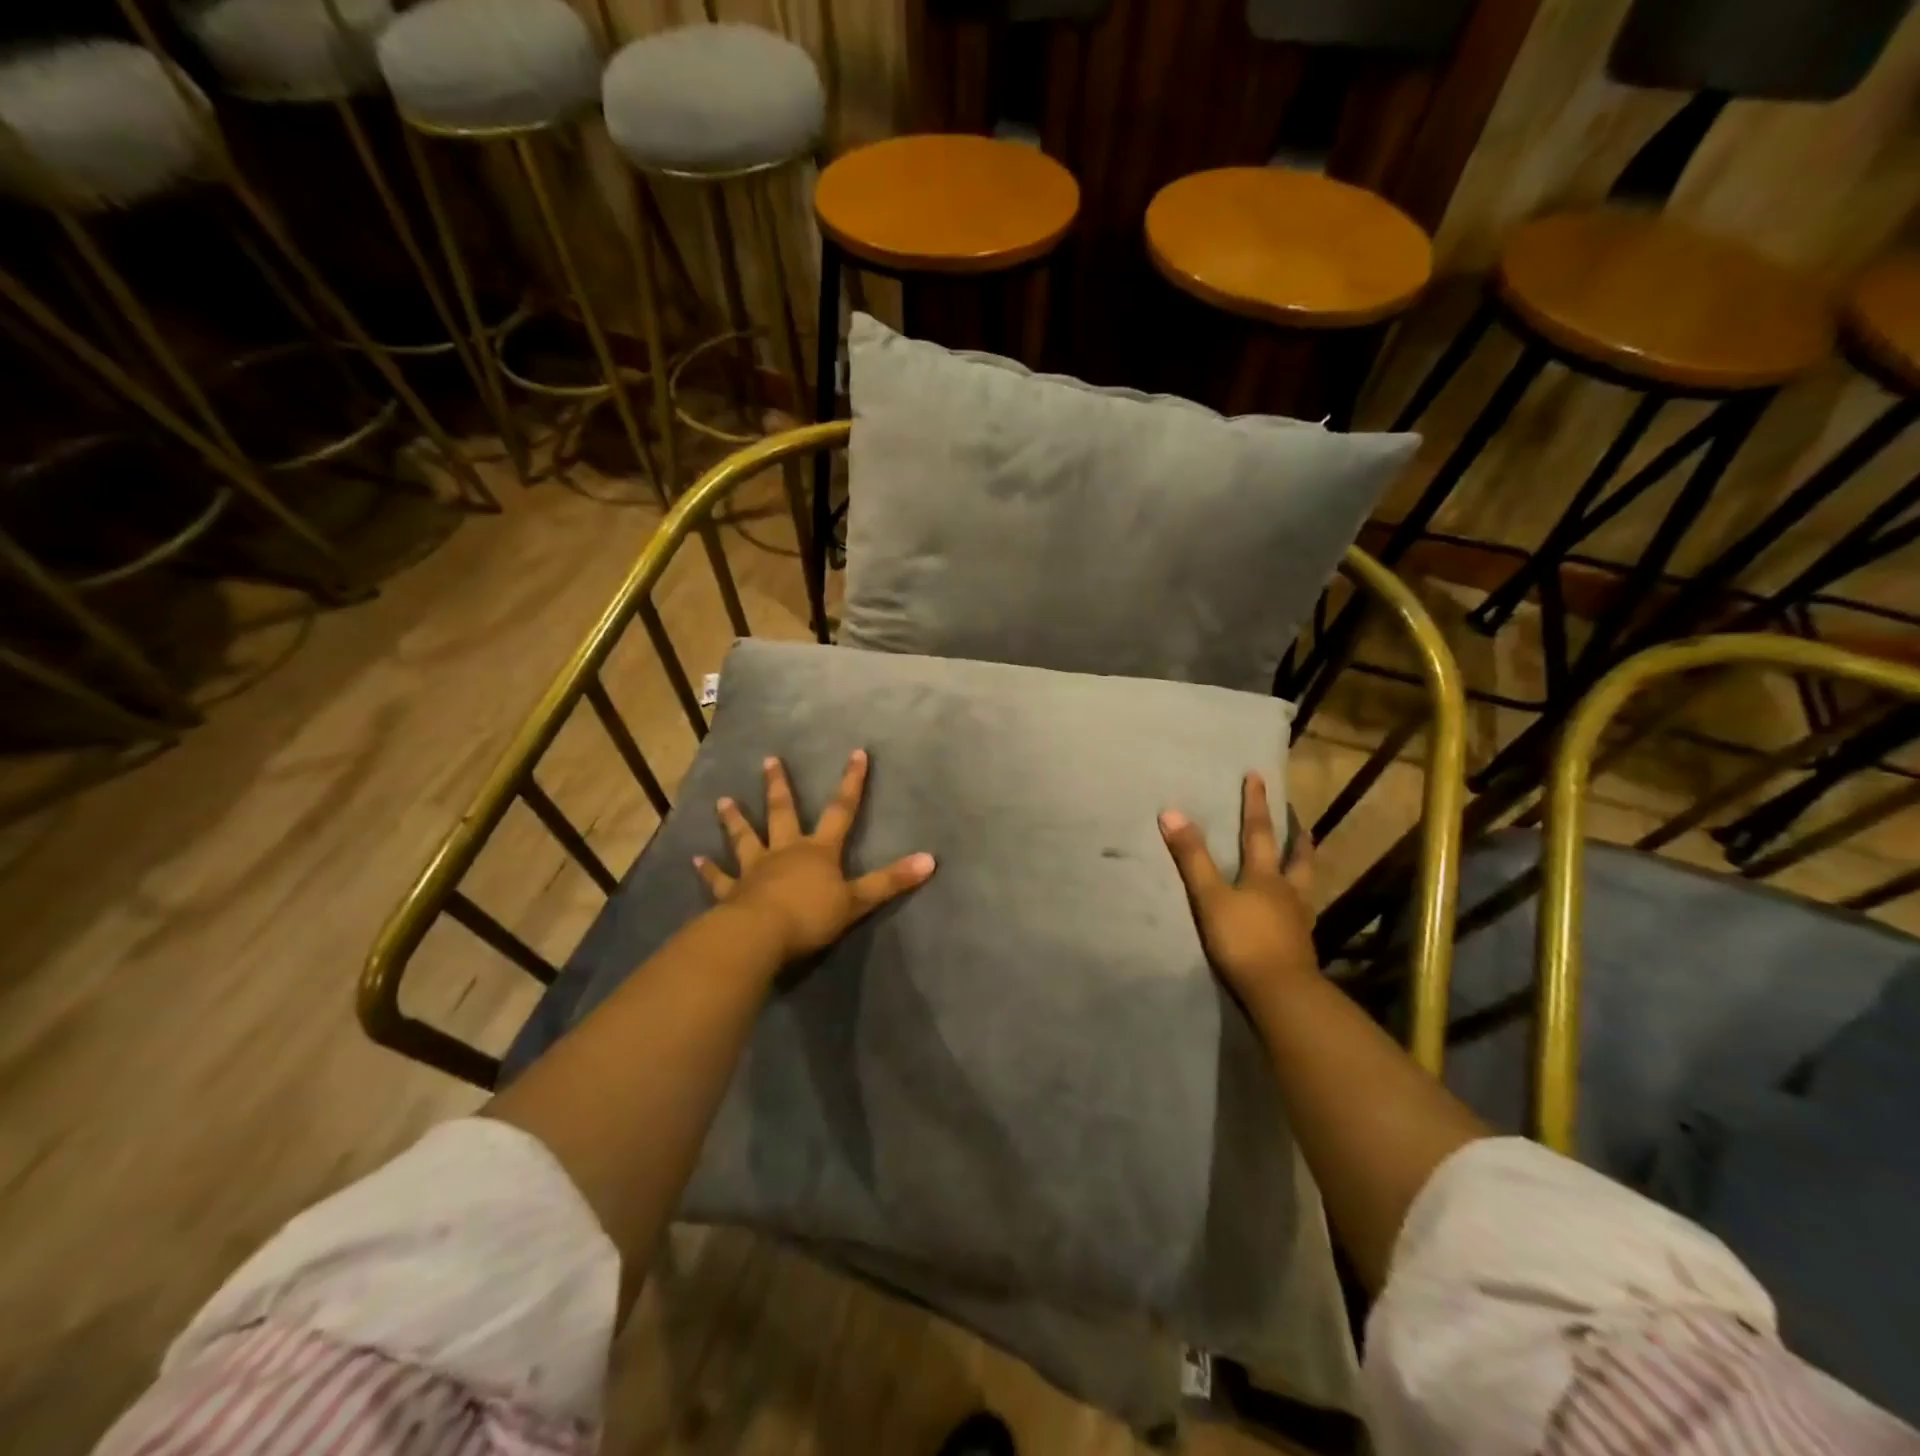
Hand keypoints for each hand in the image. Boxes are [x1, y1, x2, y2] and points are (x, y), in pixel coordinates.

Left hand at [695, 750, 935, 960]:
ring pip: (745, 838)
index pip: (841, 810)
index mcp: (818, 851)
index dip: (851, 782)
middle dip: (779, 786)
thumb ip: (891, 881)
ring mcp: (755, 870)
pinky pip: (719, 879)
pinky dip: (708, 870)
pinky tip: (695, 859)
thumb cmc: (811, 916)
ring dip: (735, 820)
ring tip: (723, 799)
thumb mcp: (858, 900)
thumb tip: (932, 860)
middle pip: (783, 813)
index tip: (856, 753)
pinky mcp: (732, 893)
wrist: (760, 936)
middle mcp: (785, 851)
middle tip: (768, 760)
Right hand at [1159, 772, 1317, 1005]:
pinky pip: (1303, 913)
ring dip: (1304, 866)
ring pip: (1306, 884)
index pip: (1259, 831)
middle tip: (1298, 818)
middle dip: (1296, 835)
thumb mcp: (1210, 897)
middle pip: (1297, 857)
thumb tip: (1171, 812)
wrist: (1280, 993)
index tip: (1257, 776)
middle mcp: (1288, 892)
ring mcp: (1298, 920)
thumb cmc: (1243, 940)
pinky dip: (1300, 900)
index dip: (1256, 803)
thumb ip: (1192, 857)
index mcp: (1266, 877)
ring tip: (1305, 856)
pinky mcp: (1300, 946)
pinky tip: (1296, 907)